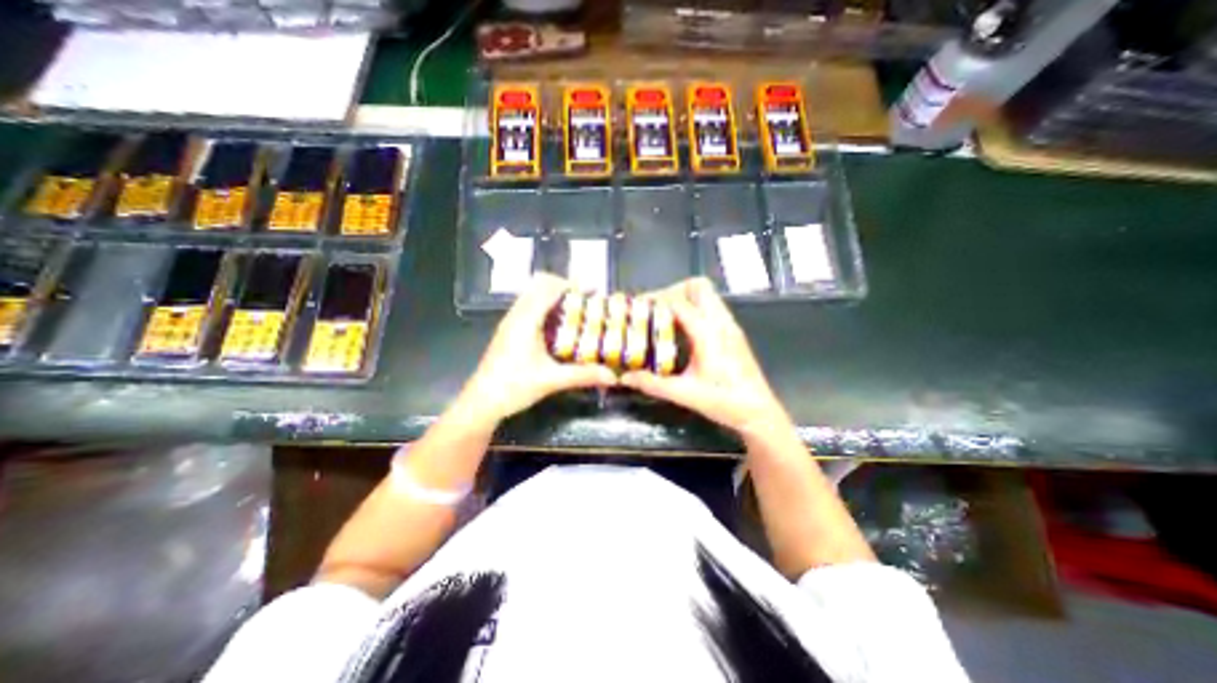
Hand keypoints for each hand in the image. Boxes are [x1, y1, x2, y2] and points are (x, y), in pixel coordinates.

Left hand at [452, 270, 619, 425]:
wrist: (481, 402)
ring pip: (532, 295)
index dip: (572, 285)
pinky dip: (545, 307)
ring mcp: (510, 322)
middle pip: (539, 285)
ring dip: (553, 296)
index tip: (593, 291)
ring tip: (576, 310)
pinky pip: (528, 307)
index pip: (549, 287)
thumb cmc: (513, 387)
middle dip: (564, 287)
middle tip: (586, 300)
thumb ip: (583, 375)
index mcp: (526, 319)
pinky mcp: (508, 331)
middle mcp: (516, 314)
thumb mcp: (551, 380)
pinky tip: (558, 327)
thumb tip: (613, 375)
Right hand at [623, 277, 793, 436]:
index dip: (656, 300)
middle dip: (674, 290)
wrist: (759, 411)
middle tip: (656, 308)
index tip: (639, 307)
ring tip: (667, 317)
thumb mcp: (684, 394)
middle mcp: (721, 322)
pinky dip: (695, 308)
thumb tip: (626, 377)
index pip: (679, 302)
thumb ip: (653, 384)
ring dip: (686, 297)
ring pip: (708, 294)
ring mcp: (730, 325)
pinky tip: (684, 330)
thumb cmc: (724, 402)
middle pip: (698, 286)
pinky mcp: (733, 332)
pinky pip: (713, 306)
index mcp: (708, 333)